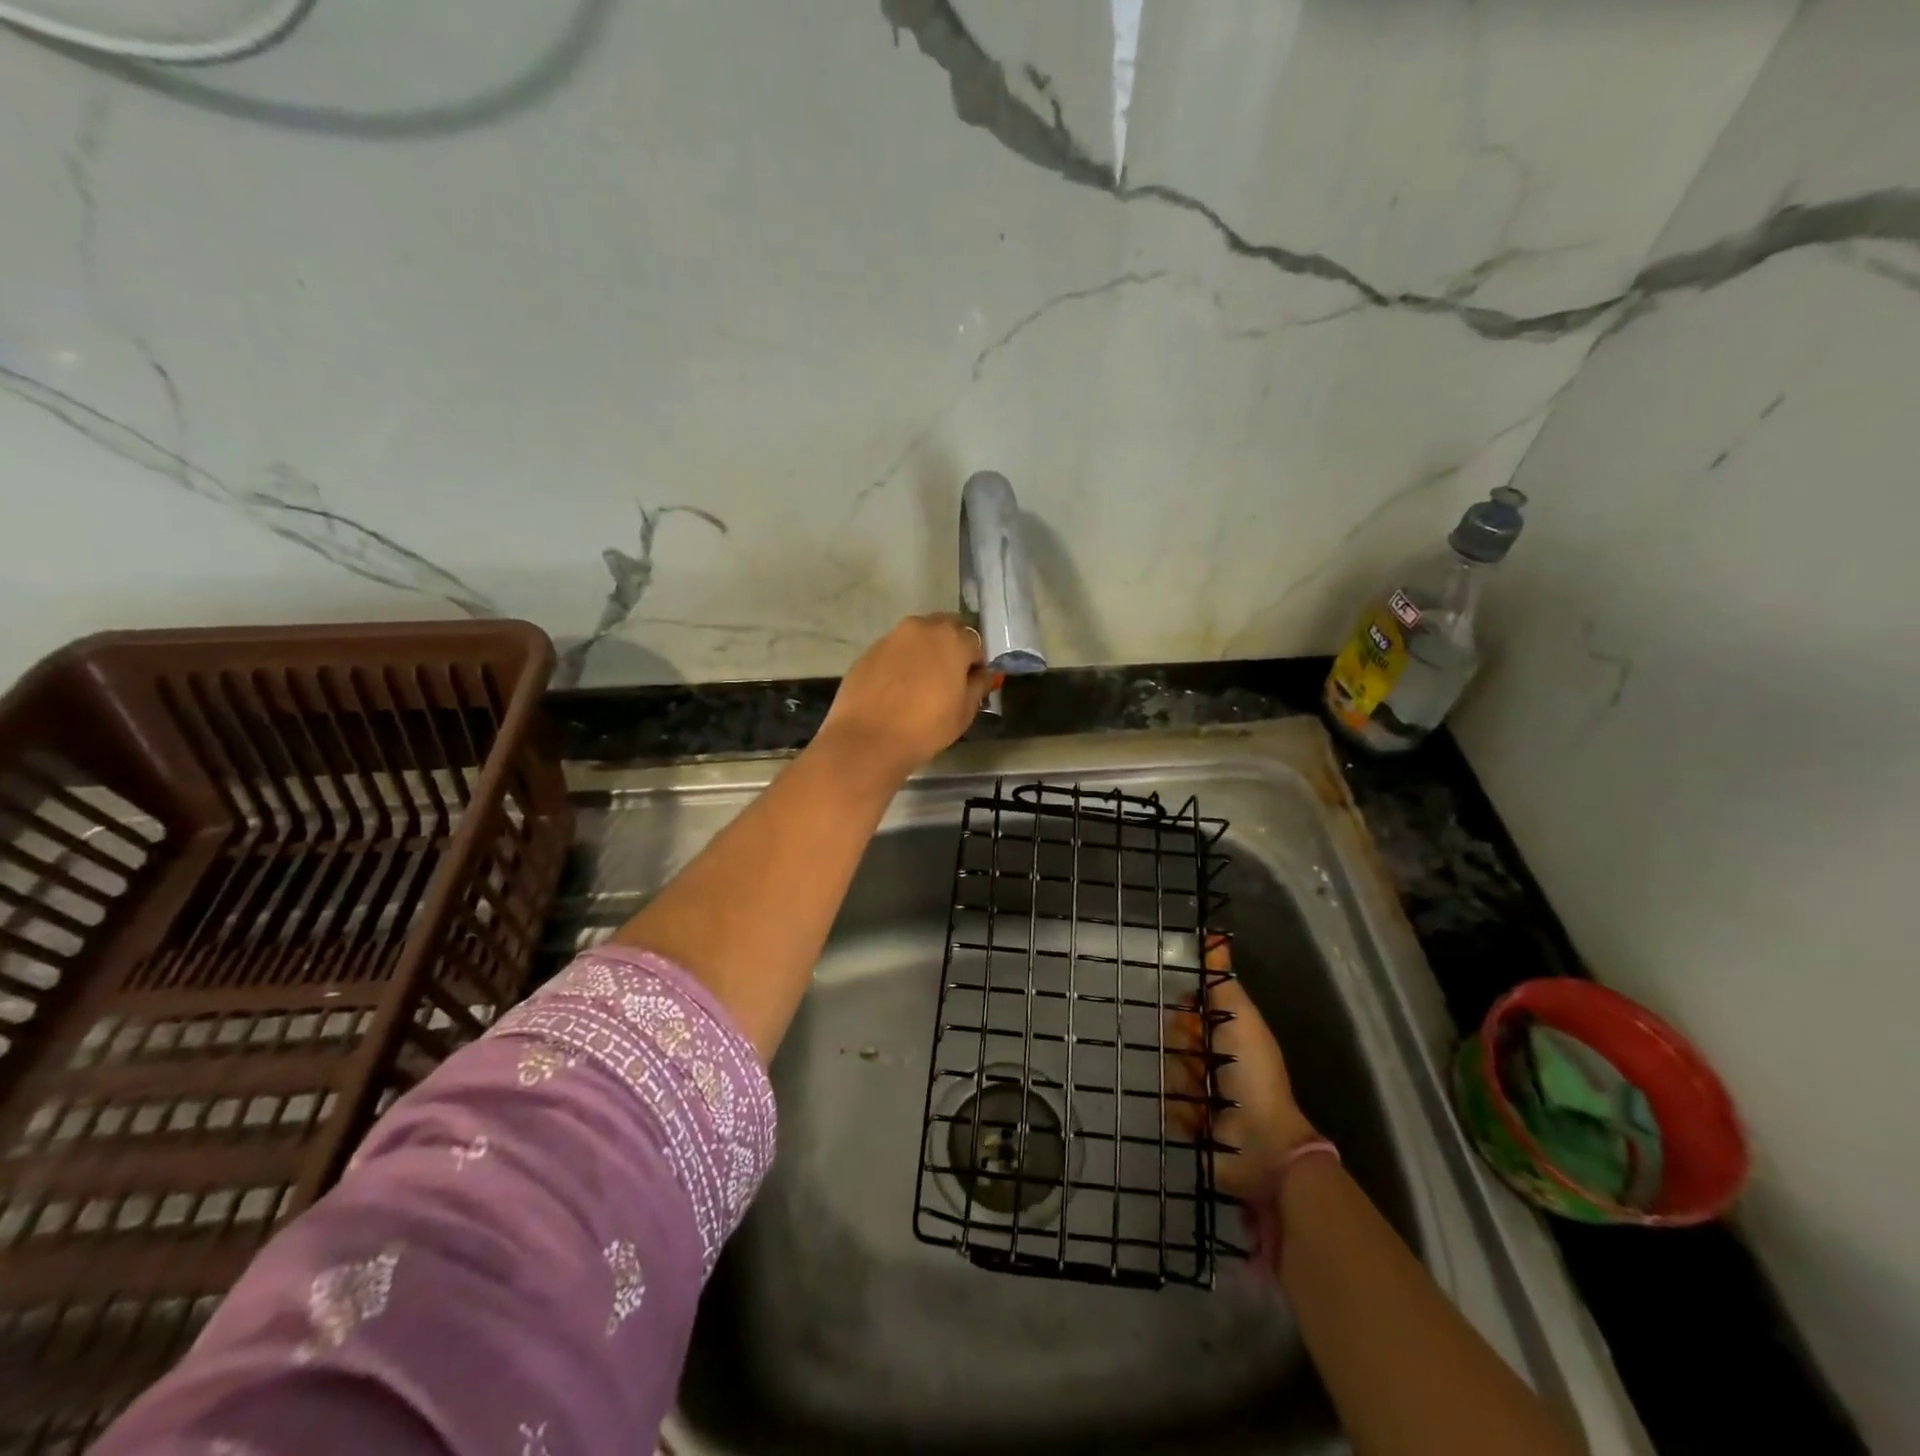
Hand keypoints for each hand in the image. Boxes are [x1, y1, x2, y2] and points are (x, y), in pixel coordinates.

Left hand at [815, 614, 994, 780]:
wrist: (868, 739)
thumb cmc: (926, 727)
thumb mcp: (965, 711)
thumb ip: (978, 685)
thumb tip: (984, 673)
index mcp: (952, 639)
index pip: (975, 641)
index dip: (976, 661)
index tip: (972, 681)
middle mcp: (922, 627)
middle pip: (945, 628)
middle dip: (951, 646)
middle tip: (948, 677)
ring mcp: (892, 636)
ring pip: (918, 636)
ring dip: (925, 650)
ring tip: (921, 682)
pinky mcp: (869, 650)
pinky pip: (894, 649)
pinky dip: (901, 660)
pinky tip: (897, 687)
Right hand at [1169, 937, 1317, 1197]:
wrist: (1258, 1142)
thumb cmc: (1252, 1074)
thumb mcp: (1241, 1020)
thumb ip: (1222, 982)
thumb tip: (1213, 938)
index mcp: (1225, 1033)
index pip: (1187, 1009)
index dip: (1187, 1012)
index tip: (1192, 1019)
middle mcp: (1209, 1057)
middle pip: (1173, 1037)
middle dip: (1184, 1048)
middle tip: (1202, 1060)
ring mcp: (1196, 1090)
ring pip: (1166, 1069)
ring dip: (1184, 1081)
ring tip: (1204, 1095)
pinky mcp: (1185, 1120)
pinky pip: (1165, 1102)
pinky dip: (1182, 1109)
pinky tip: (1199, 1117)